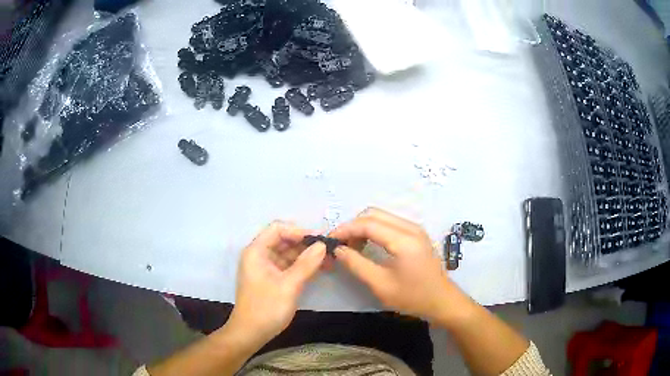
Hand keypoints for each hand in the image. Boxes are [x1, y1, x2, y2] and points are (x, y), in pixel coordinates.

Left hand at [228, 222, 325, 345]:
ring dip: (307, 255)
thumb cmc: (266, 308)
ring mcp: (266, 267)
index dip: (299, 231)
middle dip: (306, 244)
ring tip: (329, 260)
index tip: (320, 240)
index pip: (278, 229)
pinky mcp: (272, 278)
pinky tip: (320, 269)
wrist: (251, 333)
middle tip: (329, 250)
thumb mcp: (288, 285)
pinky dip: (303, 266)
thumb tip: (322, 245)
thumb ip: (306, 264)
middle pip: (284, 240)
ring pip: (288, 253)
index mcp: (257, 251)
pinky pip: (289, 265)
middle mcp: (260, 255)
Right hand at [331, 208, 465, 323]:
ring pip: (381, 217)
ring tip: (352, 247)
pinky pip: (390, 223)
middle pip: (374, 214)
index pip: (368, 224)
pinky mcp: (416, 234)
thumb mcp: (381, 285)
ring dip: (363, 227)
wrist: (442, 301)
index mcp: (403, 240)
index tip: (330, 240)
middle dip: (353, 226)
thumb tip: (338, 250)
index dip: (346, 229)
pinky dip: (374, 230)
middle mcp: (410, 227)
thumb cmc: (413, 297)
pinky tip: (368, 245)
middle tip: (340, 244)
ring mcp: (415, 229)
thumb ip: (357, 265)